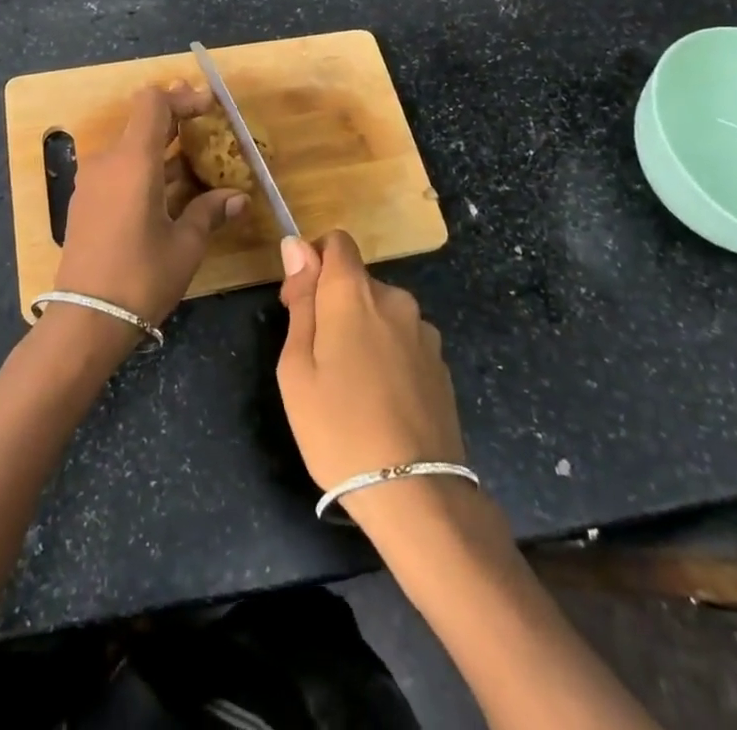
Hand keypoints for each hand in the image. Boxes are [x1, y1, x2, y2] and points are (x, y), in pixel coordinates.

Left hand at [53, 83, 246, 330]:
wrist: (86, 320)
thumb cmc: (141, 277)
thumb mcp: (185, 245)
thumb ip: (210, 212)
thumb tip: (238, 198)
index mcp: (133, 161)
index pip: (153, 103)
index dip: (182, 97)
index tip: (209, 105)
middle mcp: (108, 161)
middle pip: (141, 121)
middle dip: (175, 118)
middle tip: (207, 120)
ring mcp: (92, 181)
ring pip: (130, 147)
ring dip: (162, 147)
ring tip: (196, 158)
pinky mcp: (86, 201)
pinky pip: (119, 169)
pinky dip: (145, 167)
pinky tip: (169, 188)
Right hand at [275, 231, 466, 493]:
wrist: (415, 494)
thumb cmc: (338, 428)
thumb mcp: (297, 366)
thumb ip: (302, 300)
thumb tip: (296, 246)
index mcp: (354, 292)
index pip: (336, 242)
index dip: (312, 261)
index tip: (298, 302)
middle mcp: (394, 299)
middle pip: (356, 280)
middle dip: (333, 303)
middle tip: (315, 357)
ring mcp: (423, 331)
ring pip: (380, 312)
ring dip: (361, 330)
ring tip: (349, 387)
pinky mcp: (440, 363)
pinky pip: (402, 340)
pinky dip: (386, 354)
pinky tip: (379, 400)